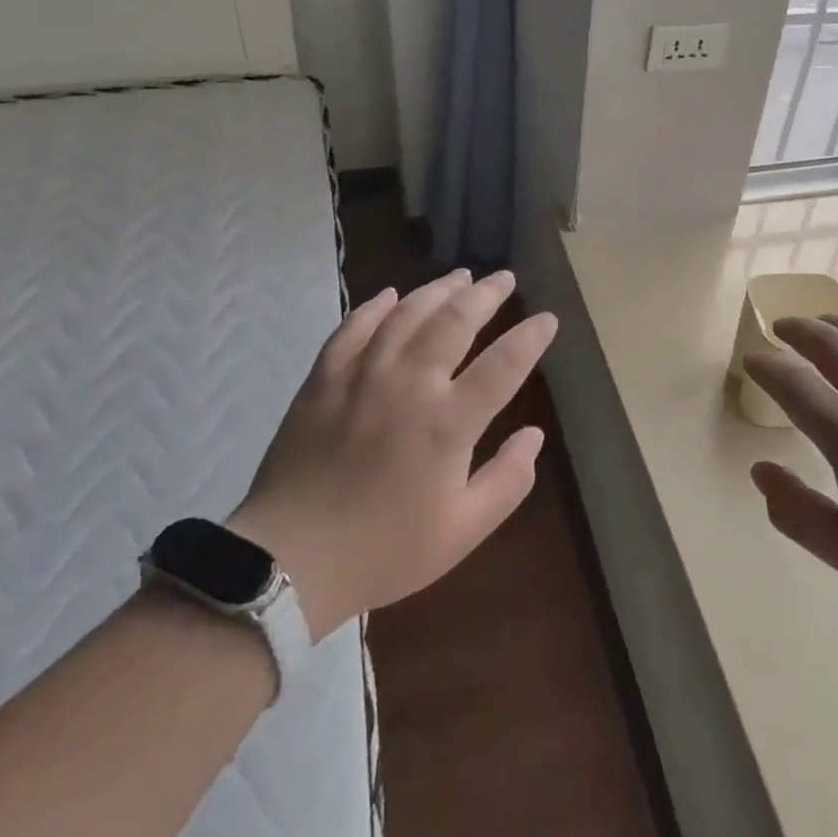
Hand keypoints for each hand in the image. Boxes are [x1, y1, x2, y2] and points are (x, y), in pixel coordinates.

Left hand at [227, 269, 556, 640]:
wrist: (289, 560)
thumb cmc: (384, 550)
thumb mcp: (463, 531)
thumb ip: (508, 481)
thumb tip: (535, 435)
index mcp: (448, 423)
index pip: (503, 365)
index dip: (530, 338)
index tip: (548, 319)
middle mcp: (409, 385)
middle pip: (454, 322)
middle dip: (485, 294)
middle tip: (504, 277)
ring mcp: (362, 376)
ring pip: (406, 314)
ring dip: (437, 290)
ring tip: (459, 276)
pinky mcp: (323, 379)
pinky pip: (353, 328)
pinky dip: (374, 307)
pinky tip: (390, 295)